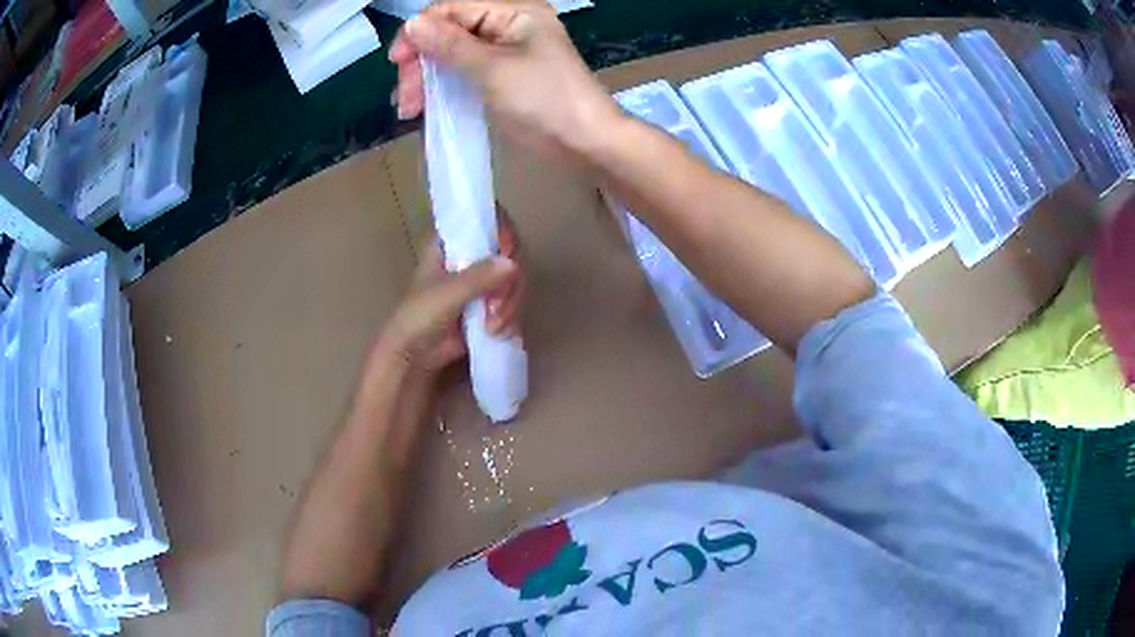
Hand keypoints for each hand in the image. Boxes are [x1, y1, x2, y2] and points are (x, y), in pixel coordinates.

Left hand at [379, 211, 523, 375]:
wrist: (414, 356)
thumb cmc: (419, 317)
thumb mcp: (446, 294)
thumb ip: (477, 277)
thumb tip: (513, 264)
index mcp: (453, 244)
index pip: (488, 221)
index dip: (504, 232)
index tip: (507, 252)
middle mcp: (472, 258)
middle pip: (510, 253)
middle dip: (509, 283)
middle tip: (497, 306)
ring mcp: (484, 283)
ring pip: (515, 281)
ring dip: (510, 305)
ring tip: (493, 327)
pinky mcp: (492, 307)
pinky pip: (515, 303)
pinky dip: (512, 318)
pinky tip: (497, 333)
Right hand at [389, 0, 624, 160]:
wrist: (584, 140)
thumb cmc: (544, 98)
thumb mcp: (493, 68)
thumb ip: (450, 44)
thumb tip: (412, 24)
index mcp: (513, 10)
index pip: (452, 9)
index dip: (420, 31)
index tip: (397, 62)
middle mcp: (507, 24)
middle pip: (448, 32)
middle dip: (422, 62)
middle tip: (406, 98)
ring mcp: (505, 51)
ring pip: (452, 54)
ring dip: (428, 78)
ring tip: (410, 110)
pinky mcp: (502, 75)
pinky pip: (464, 72)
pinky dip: (444, 87)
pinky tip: (426, 106)